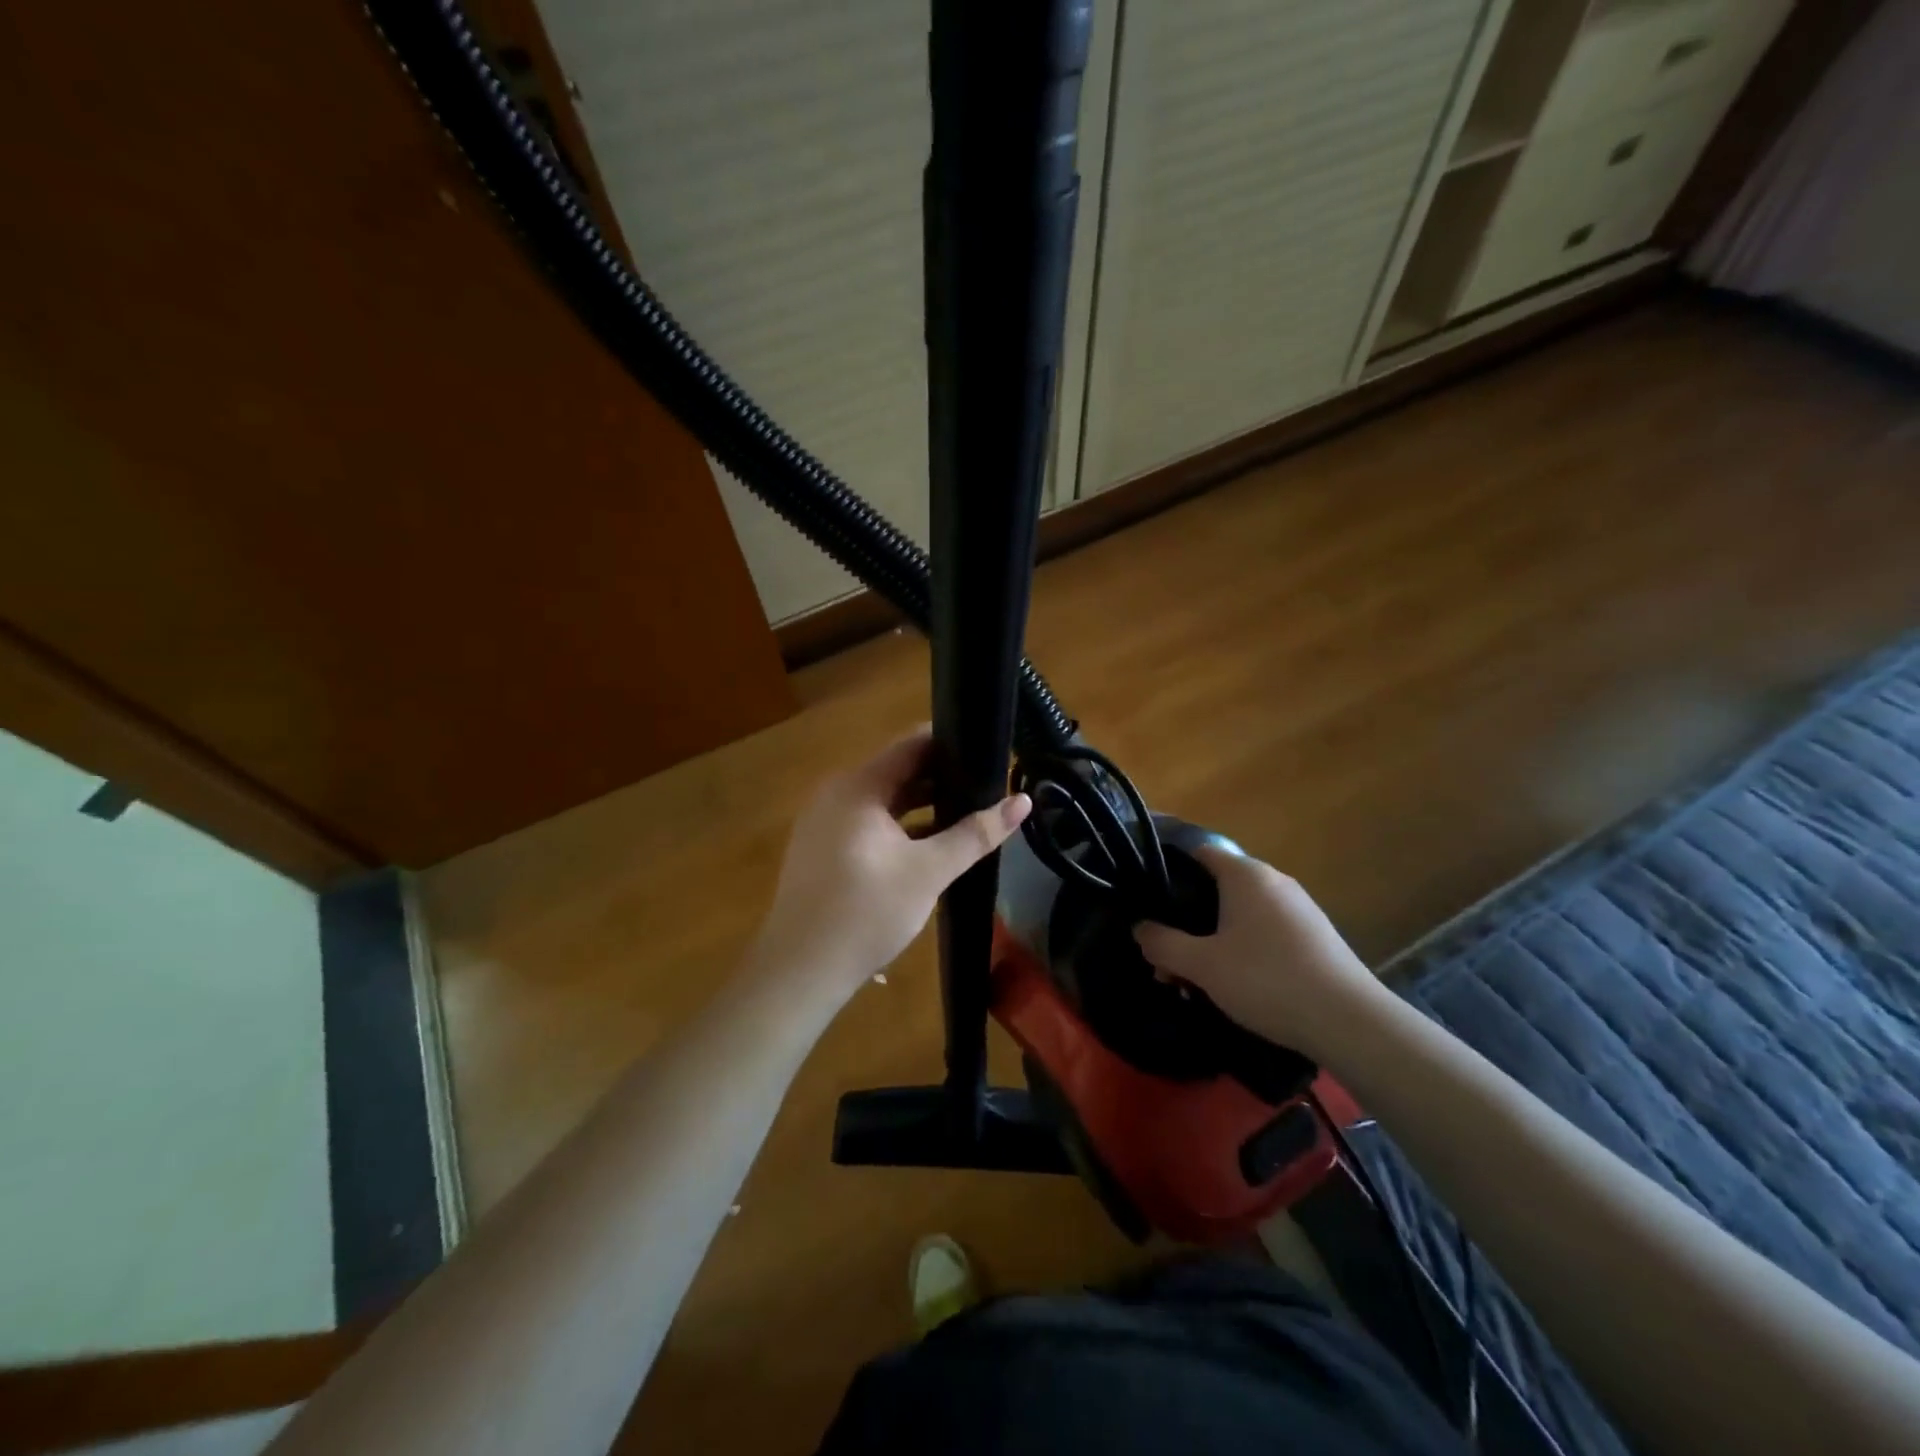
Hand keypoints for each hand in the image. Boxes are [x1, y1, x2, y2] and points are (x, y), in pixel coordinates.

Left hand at [750, 727, 1031, 1000]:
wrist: (800, 970)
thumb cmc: (866, 912)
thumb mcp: (929, 871)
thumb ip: (976, 834)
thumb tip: (1023, 802)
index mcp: (858, 787)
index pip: (910, 745)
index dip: (950, 744)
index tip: (988, 751)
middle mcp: (835, 794)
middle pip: (896, 772)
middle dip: (941, 777)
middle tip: (986, 786)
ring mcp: (823, 823)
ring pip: (882, 801)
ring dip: (921, 806)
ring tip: (966, 814)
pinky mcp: (821, 850)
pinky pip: (867, 824)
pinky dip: (898, 828)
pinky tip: (927, 846)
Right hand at [1132, 846, 1383, 1063]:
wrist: (1350, 1022)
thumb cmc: (1267, 980)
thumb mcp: (1203, 965)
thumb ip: (1163, 944)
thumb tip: (1139, 928)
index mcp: (1245, 875)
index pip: (1198, 852)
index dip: (1169, 870)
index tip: (1147, 900)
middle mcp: (1274, 881)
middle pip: (1216, 889)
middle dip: (1186, 921)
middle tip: (1165, 957)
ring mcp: (1299, 909)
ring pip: (1239, 915)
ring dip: (1211, 942)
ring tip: (1192, 981)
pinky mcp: (1314, 937)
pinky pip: (1264, 932)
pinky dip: (1241, 951)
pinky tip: (1233, 987)